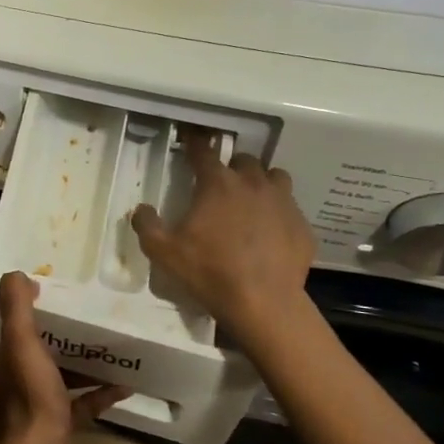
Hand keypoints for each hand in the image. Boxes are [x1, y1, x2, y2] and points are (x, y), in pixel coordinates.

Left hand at [0, 272, 124, 443]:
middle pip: (32, 352)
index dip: (21, 314)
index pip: (3, 331)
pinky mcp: (54, 426)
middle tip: (82, 320)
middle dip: (56, 337)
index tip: (47, 299)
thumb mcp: (21, 341)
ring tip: (107, 349)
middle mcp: (7, 383)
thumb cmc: (30, 394)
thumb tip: (16, 275)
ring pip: (57, 377)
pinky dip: (97, 393)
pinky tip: (122, 386)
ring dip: (80, 365)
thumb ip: (16, 306)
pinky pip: (78, 404)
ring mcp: (31, 407)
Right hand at [131, 136, 314, 332]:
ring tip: (251, 201)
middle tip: (220, 185)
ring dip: (261, 182)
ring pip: (274, 177)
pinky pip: (290, 209)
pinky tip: (270, 233)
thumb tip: (141, 209)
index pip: (204, 152)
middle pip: (244, 160)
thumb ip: (147, 225)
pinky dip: (279, 213)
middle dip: (231, 167)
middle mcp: (253, 184)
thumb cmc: (209, 272)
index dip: (195, 144)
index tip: (191, 140)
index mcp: (218, 184)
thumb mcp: (163, 252)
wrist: (264, 303)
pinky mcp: (302, 225)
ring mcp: (283, 203)